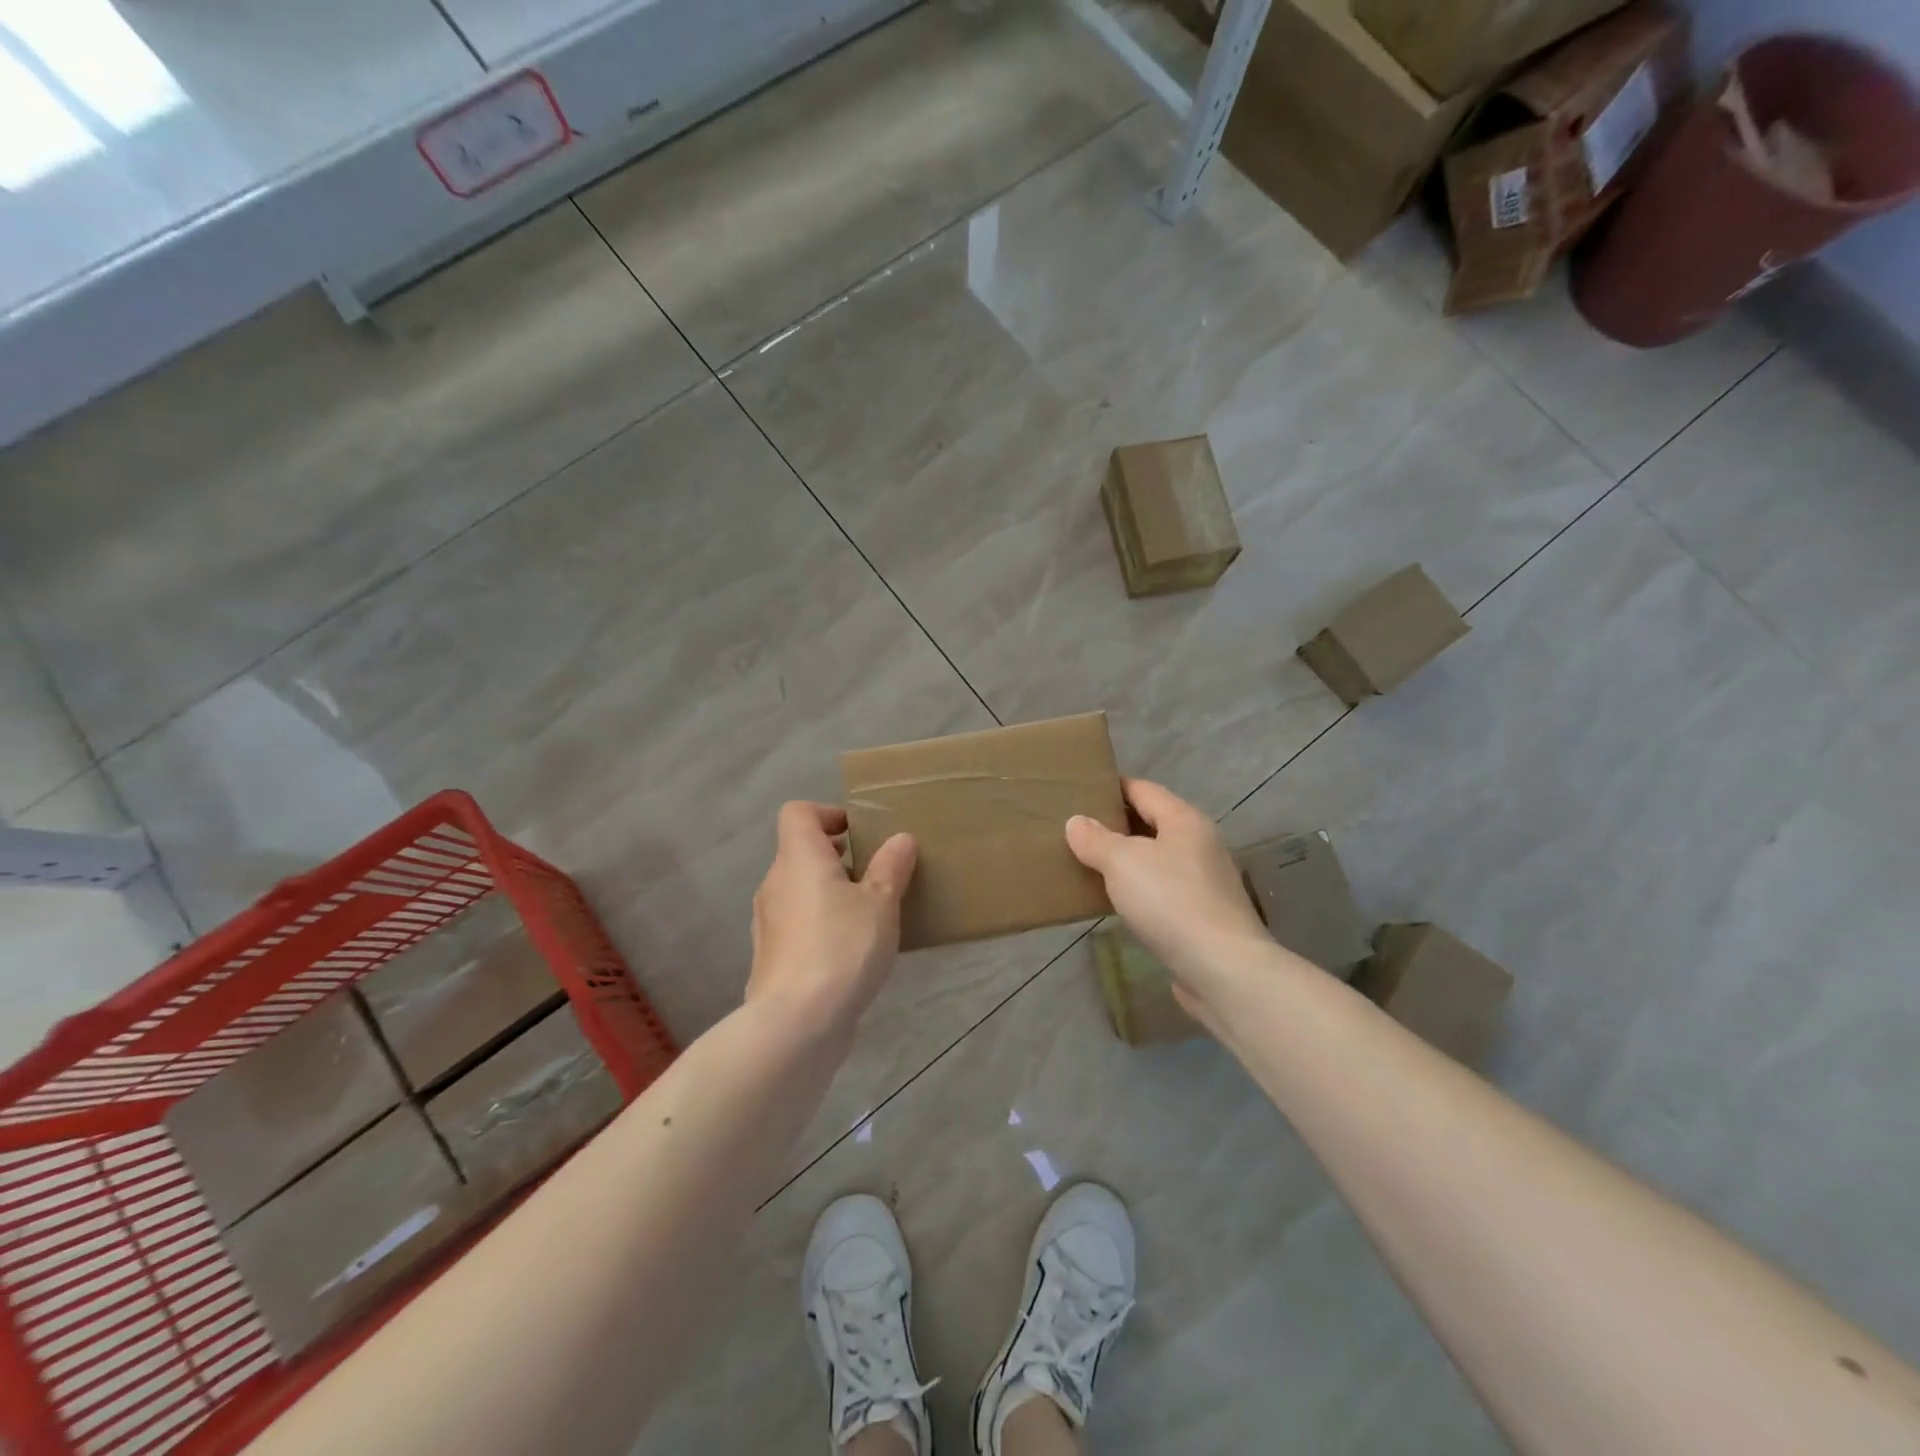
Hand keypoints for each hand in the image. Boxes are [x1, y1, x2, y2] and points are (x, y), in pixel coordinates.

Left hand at [747, 802, 916, 1034]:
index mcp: (798, 858)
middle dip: (836, 858)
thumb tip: (900, 839)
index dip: (827, 814)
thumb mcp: (880, 902)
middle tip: (873, 875)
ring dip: (829, 893)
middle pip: (799, 852)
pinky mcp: (771, 956)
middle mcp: (775, 883)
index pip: (797, 813)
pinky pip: (797, 924)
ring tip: (868, 914)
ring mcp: (768, 922)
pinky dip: (820, 924)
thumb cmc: (842, 947)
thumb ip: (891, 867)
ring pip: (799, 890)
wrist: (797, 1022)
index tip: (858, 835)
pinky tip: (850, 950)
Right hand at [1065, 779, 1272, 1021]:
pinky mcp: (1204, 915)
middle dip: (1116, 825)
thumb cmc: (1171, 902)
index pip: (1144, 790)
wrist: (1223, 969)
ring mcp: (1205, 882)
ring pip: (1157, 859)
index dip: (1113, 787)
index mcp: (1185, 821)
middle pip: (1152, 824)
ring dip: (1127, 861)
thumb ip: (1096, 840)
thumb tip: (1077, 822)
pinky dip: (1140, 890)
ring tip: (1089, 865)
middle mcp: (1200, 844)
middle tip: (1076, 830)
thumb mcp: (1122, 863)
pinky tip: (1117, 902)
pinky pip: (1163, 890)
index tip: (1081, 791)